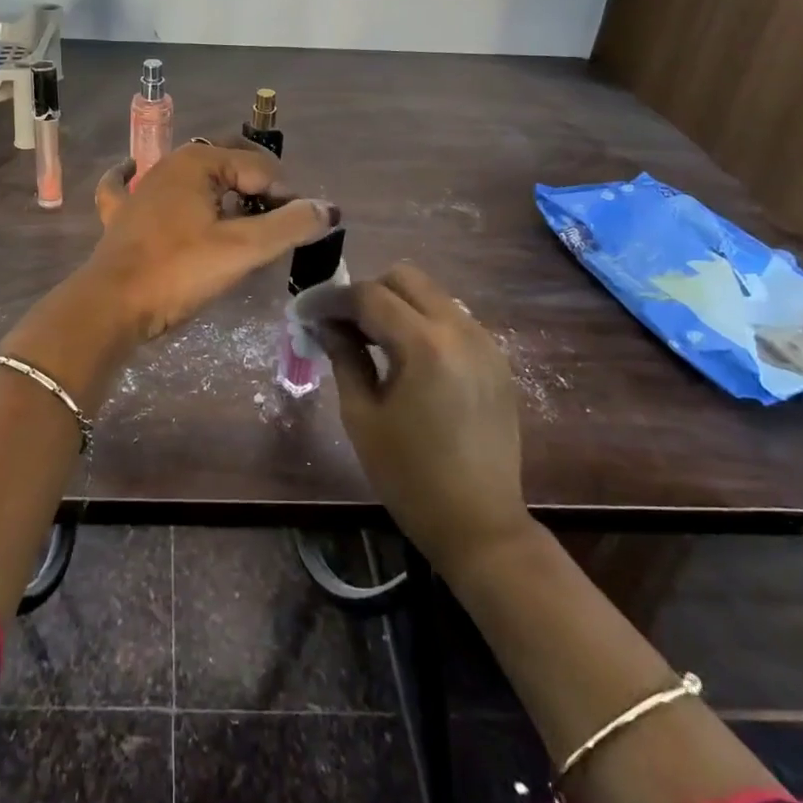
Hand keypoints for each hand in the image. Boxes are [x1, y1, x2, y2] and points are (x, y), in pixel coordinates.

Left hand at [89, 139, 337, 340]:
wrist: (111, 305)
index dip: (285, 197)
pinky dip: (136, 177)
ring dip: (218, 188)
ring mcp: (140, 188)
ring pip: (191, 176)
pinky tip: (133, 171)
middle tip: (276, 221)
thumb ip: (289, 225)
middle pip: (228, 162)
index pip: (261, 168)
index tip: (294, 231)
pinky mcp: (121, 214)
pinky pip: (128, 185)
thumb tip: (328, 209)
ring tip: (240, 216)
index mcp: (198, 161)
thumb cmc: (178, 271)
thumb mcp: (243, 249)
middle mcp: (168, 164)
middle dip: (258, 184)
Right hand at [301, 263, 528, 577]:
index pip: (369, 295)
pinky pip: (452, 318)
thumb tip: (324, 323)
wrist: (480, 524)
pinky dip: (423, 322)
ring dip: (397, 305)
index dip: (331, 299)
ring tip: (371, 340)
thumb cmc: (409, 476)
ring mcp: (485, 342)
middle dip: (367, 293)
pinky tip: (407, 357)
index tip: (305, 311)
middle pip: (405, 278)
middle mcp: (461, 330)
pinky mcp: (496, 360)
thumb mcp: (362, 416)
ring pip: (432, 294)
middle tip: (342, 325)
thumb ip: (344, 357)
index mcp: (425, 345)